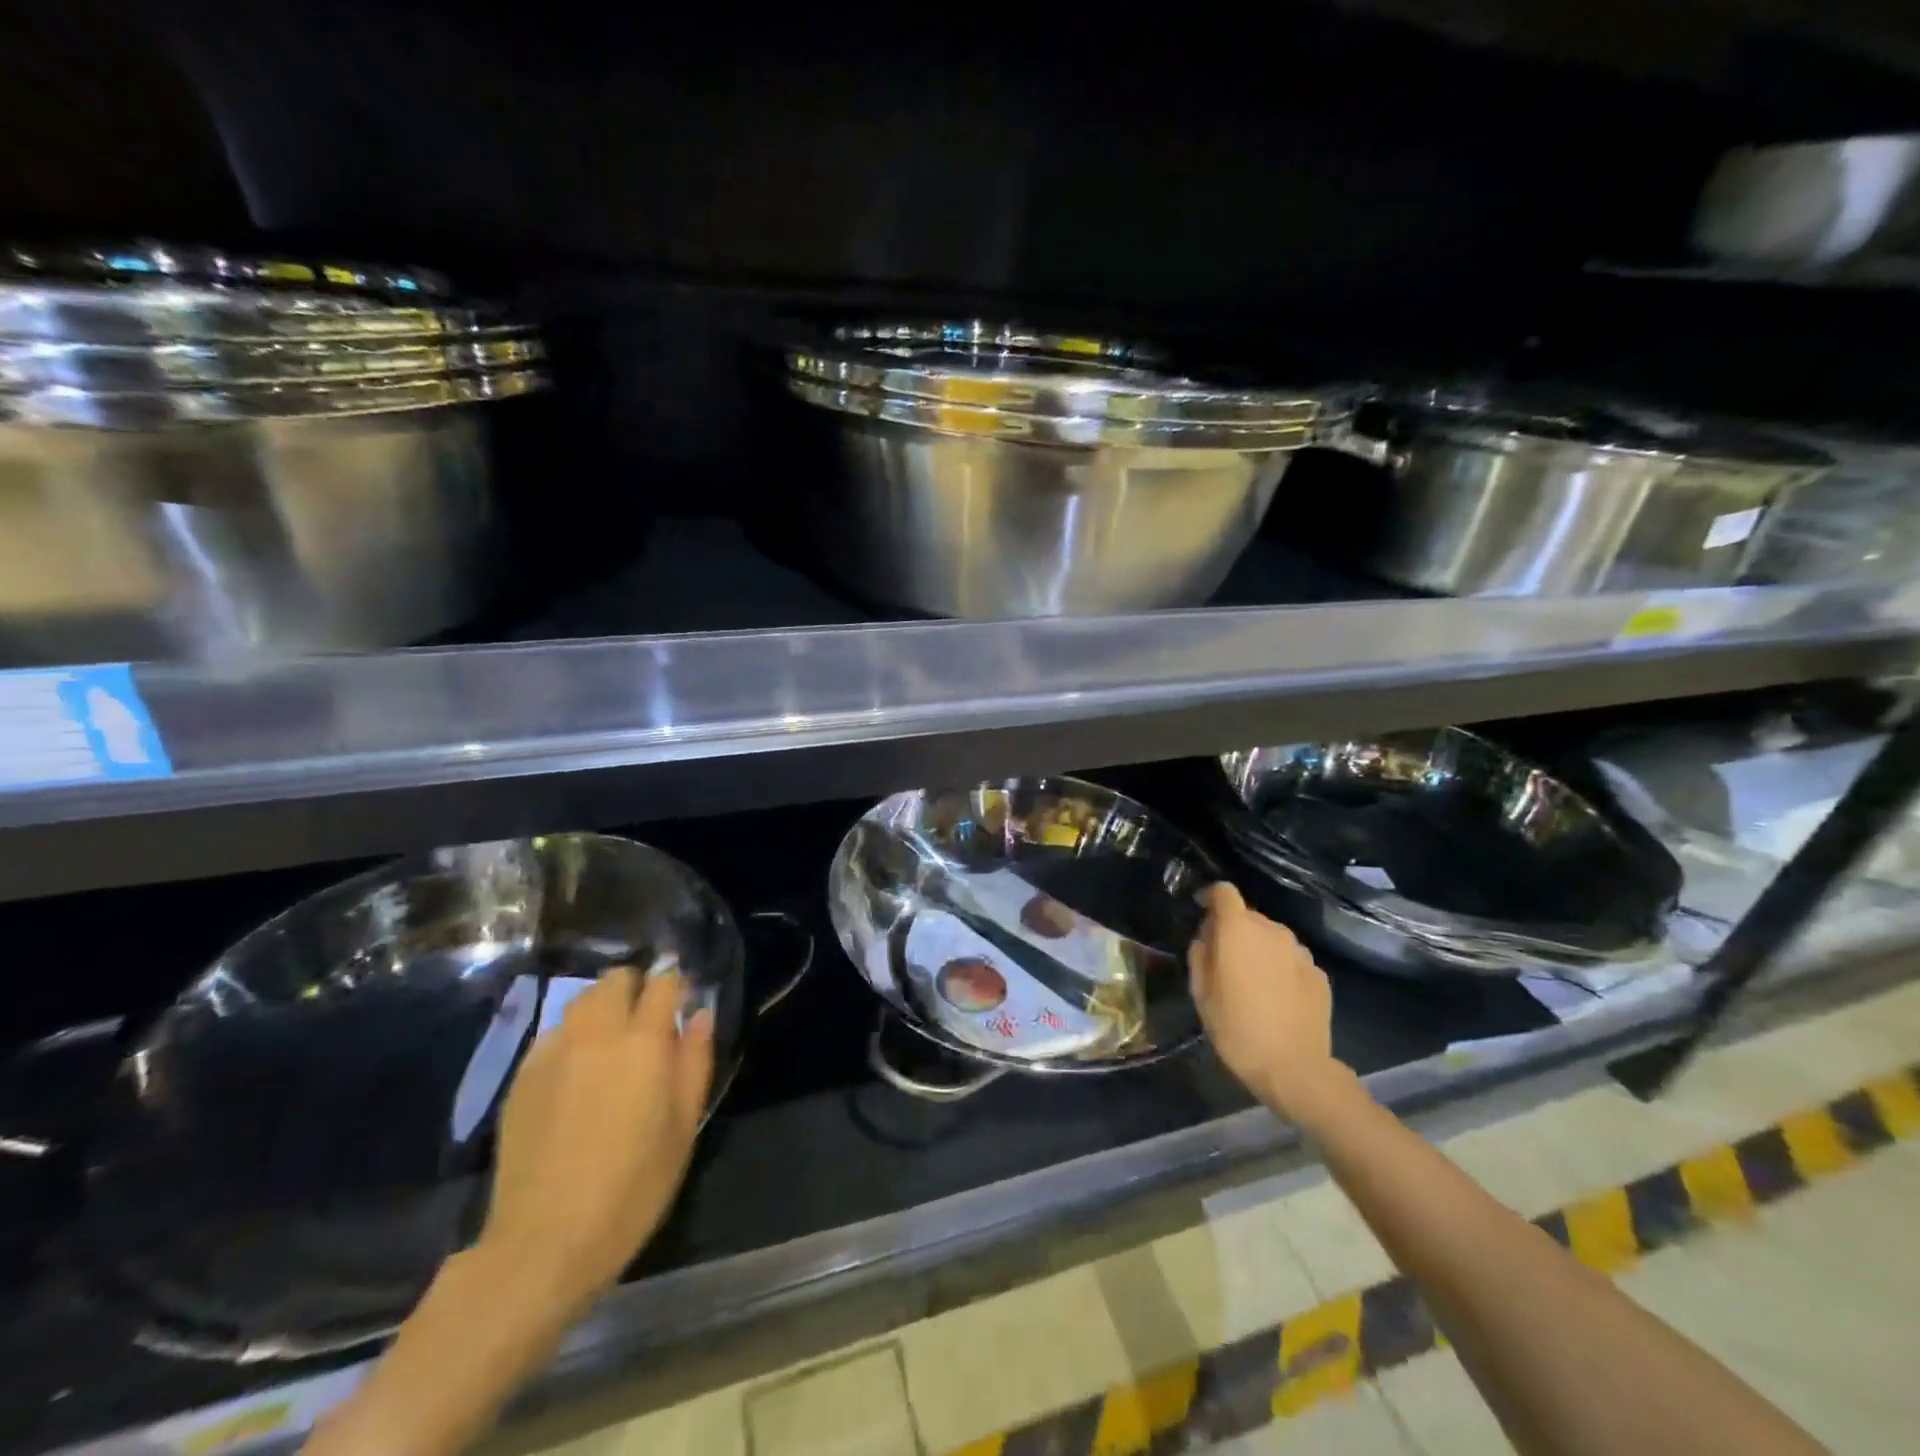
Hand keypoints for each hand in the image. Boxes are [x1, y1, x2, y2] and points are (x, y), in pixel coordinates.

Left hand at [479, 967, 714, 1316]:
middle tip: (645, 1021)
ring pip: (580, 1001)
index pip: (663, 984)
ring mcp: (554, 1053)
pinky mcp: (522, 1077)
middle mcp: (597, 1034)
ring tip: (610, 1042)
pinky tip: (575, 1072)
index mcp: (643, 1043)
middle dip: (636, 988)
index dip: (677, 986)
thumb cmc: (632, 1188)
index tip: (684, 1004)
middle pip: (616, 979)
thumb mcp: (683, 1128)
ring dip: (602, 1008)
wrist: (544, 1242)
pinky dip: (571, 1036)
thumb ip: (695, 1061)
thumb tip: (701, 1015)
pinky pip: (553, 1034)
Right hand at [1188, 883, 1348, 1119]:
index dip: (1211, 897)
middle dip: (1234, 930)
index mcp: (1238, 930)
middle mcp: (1272, 931)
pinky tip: (1277, 997)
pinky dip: (1280, 968)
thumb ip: (1200, 955)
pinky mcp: (1319, 974)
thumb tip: (1207, 939)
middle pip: (1248, 916)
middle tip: (1223, 960)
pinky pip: (1291, 960)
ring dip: (1259, 949)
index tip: (1202, 911)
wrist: (1295, 1069)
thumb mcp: (1201, 994)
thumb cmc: (1237, 1029)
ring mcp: (1300, 952)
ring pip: (1272, 938)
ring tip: (1252, 982)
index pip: (1224, 892)